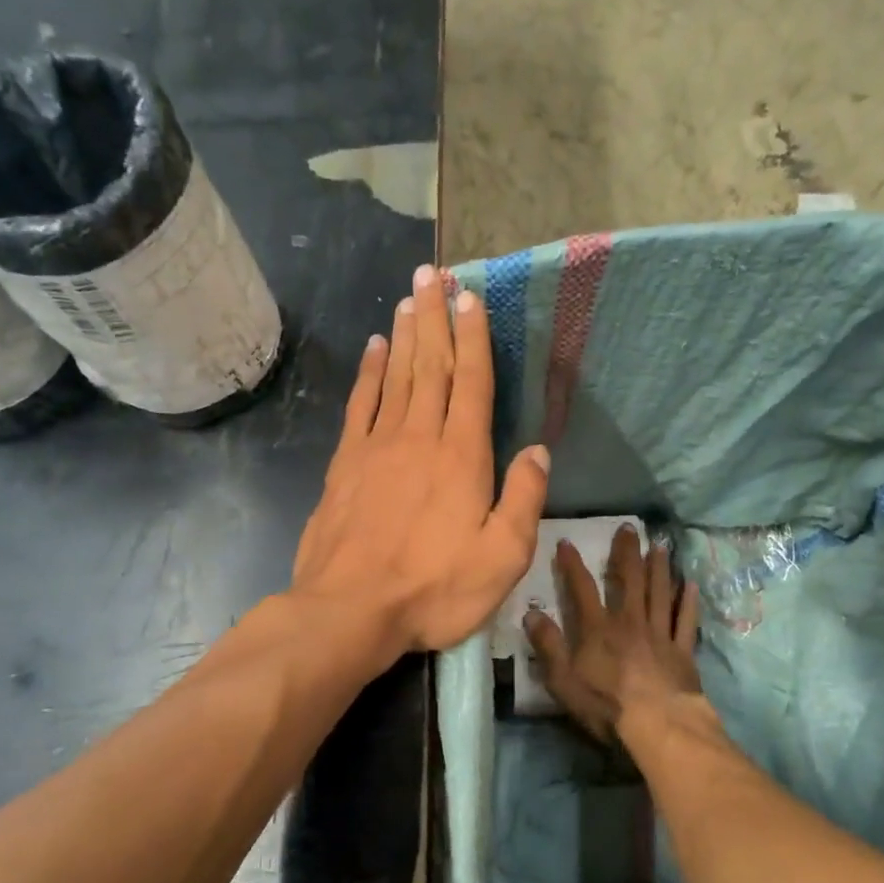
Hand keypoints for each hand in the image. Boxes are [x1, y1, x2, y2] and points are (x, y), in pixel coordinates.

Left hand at [292, 264, 550, 661]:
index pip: (472, 382)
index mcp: (462, 456)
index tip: (472, 296)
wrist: (350, 610)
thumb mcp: (502, 558)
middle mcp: (419, 437)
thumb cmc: (434, 589)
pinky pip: (360, 404)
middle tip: (434, 272)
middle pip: (431, 365)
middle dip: (435, 316)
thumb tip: (539, 451)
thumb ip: (524, 500)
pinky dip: (368, 372)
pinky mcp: (345, 464)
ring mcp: (377, 447)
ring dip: (404, 333)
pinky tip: (373, 348)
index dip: (474, 337)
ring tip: (409, 296)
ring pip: (396, 376)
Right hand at [524, 525, 704, 743]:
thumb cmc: (606, 706)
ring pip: (660, 593)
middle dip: (626, 552)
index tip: (566, 542)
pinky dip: (688, 601)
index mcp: (598, 629)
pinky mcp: (682, 650)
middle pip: (629, 580)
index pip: (582, 588)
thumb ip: (548, 646)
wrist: (658, 726)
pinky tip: (690, 584)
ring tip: (660, 545)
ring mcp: (659, 634)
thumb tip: (531, 614)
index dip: (572, 565)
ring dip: (659, 567)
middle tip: (629, 527)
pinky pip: (686, 620)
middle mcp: (630, 622)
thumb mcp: (563, 681)